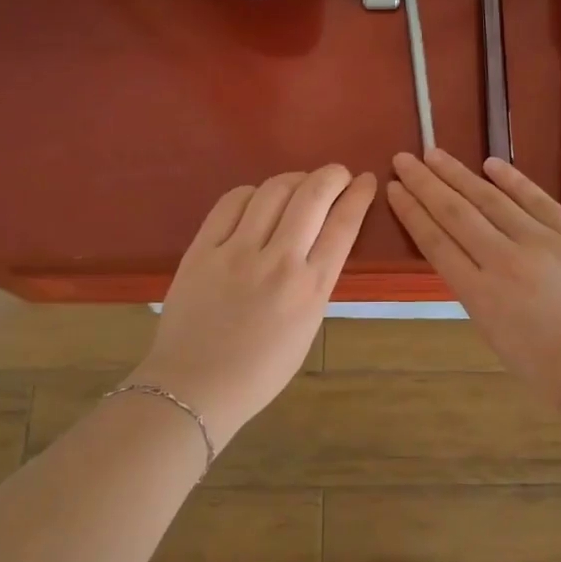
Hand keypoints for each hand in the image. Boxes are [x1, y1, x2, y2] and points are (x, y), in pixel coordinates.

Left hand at [130, 166, 375, 443]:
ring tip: (300, 183)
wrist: (194, 387)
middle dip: (332, 175)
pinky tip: (258, 198)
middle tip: (337, 174)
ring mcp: (237, 251)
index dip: (359, 195)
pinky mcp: (202, 249)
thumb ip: (316, 282)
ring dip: (295, 178)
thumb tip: (319, 242)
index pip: (343, 225)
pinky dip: (252, 192)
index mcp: (310, 289)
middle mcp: (279, 262)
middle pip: (312, 196)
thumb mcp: (307, 328)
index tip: (365, 180)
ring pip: (273, 190)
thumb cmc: (259, 371)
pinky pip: (231, 202)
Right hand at [386, 150, 560, 397]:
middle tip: (404, 158)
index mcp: (479, 294)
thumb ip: (475, 289)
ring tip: (435, 154)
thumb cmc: (546, 366)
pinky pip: (538, 200)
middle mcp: (504, 262)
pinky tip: (489, 164)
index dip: (412, 212)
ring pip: (491, 200)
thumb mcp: (493, 332)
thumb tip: (466, 254)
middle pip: (456, 213)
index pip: (436, 242)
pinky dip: (512, 180)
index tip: (395, 189)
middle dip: (425, 183)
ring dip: (459, 174)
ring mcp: (543, 243)